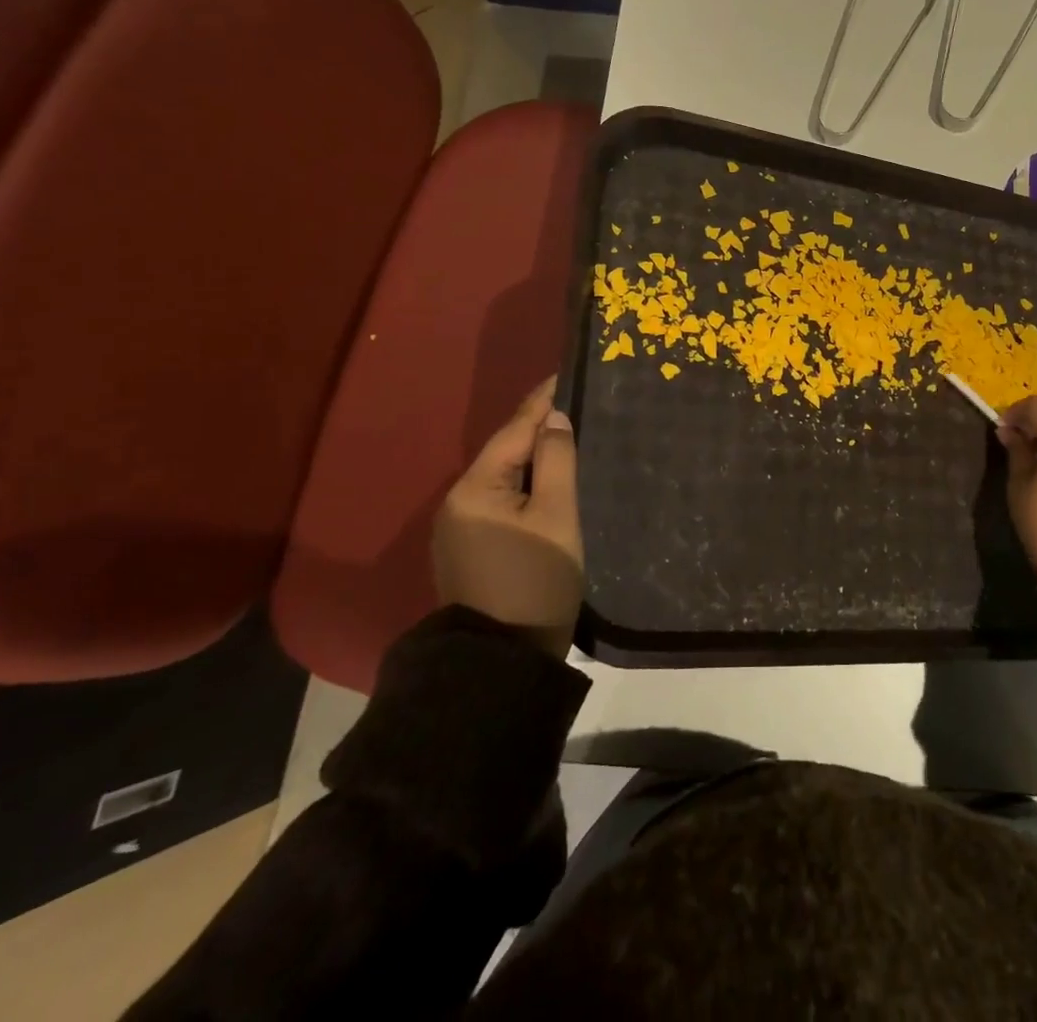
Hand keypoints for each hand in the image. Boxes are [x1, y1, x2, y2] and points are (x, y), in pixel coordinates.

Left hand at [432, 377, 582, 655]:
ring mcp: (459, 530)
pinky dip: (526, 487)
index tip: (566, 373)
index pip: (515, 430)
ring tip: (570, 439)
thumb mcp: (557, 516)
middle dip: (541, 429)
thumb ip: (556, 460)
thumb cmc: (536, 581)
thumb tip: (554, 419)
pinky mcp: (469, 551)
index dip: (543, 401)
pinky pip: (501, 503)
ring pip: (504, 479)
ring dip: (535, 459)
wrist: (502, 664)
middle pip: (506, 453)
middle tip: (579, 407)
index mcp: (475, 488)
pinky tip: (549, 483)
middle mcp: (458, 503)